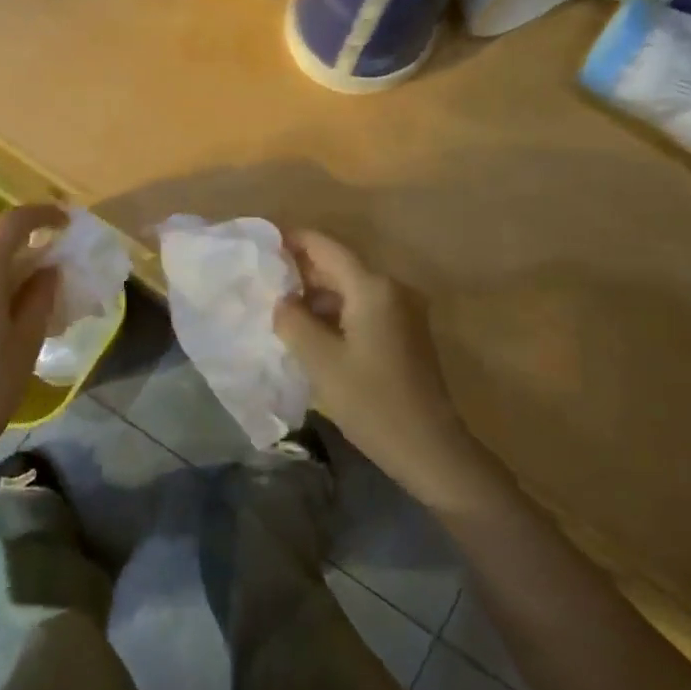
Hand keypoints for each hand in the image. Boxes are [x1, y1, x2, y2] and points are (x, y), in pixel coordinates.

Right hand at [274, 230, 490, 508]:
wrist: (429, 448)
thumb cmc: (371, 402)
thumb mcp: (320, 361)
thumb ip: (293, 321)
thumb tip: (282, 300)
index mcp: (373, 287)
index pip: (326, 247)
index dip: (293, 241)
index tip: (261, 244)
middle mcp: (392, 289)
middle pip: (339, 266)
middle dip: (301, 271)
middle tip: (262, 280)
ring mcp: (403, 311)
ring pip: (350, 289)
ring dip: (317, 296)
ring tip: (279, 308)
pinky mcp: (405, 333)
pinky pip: (363, 309)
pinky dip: (335, 313)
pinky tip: (310, 331)